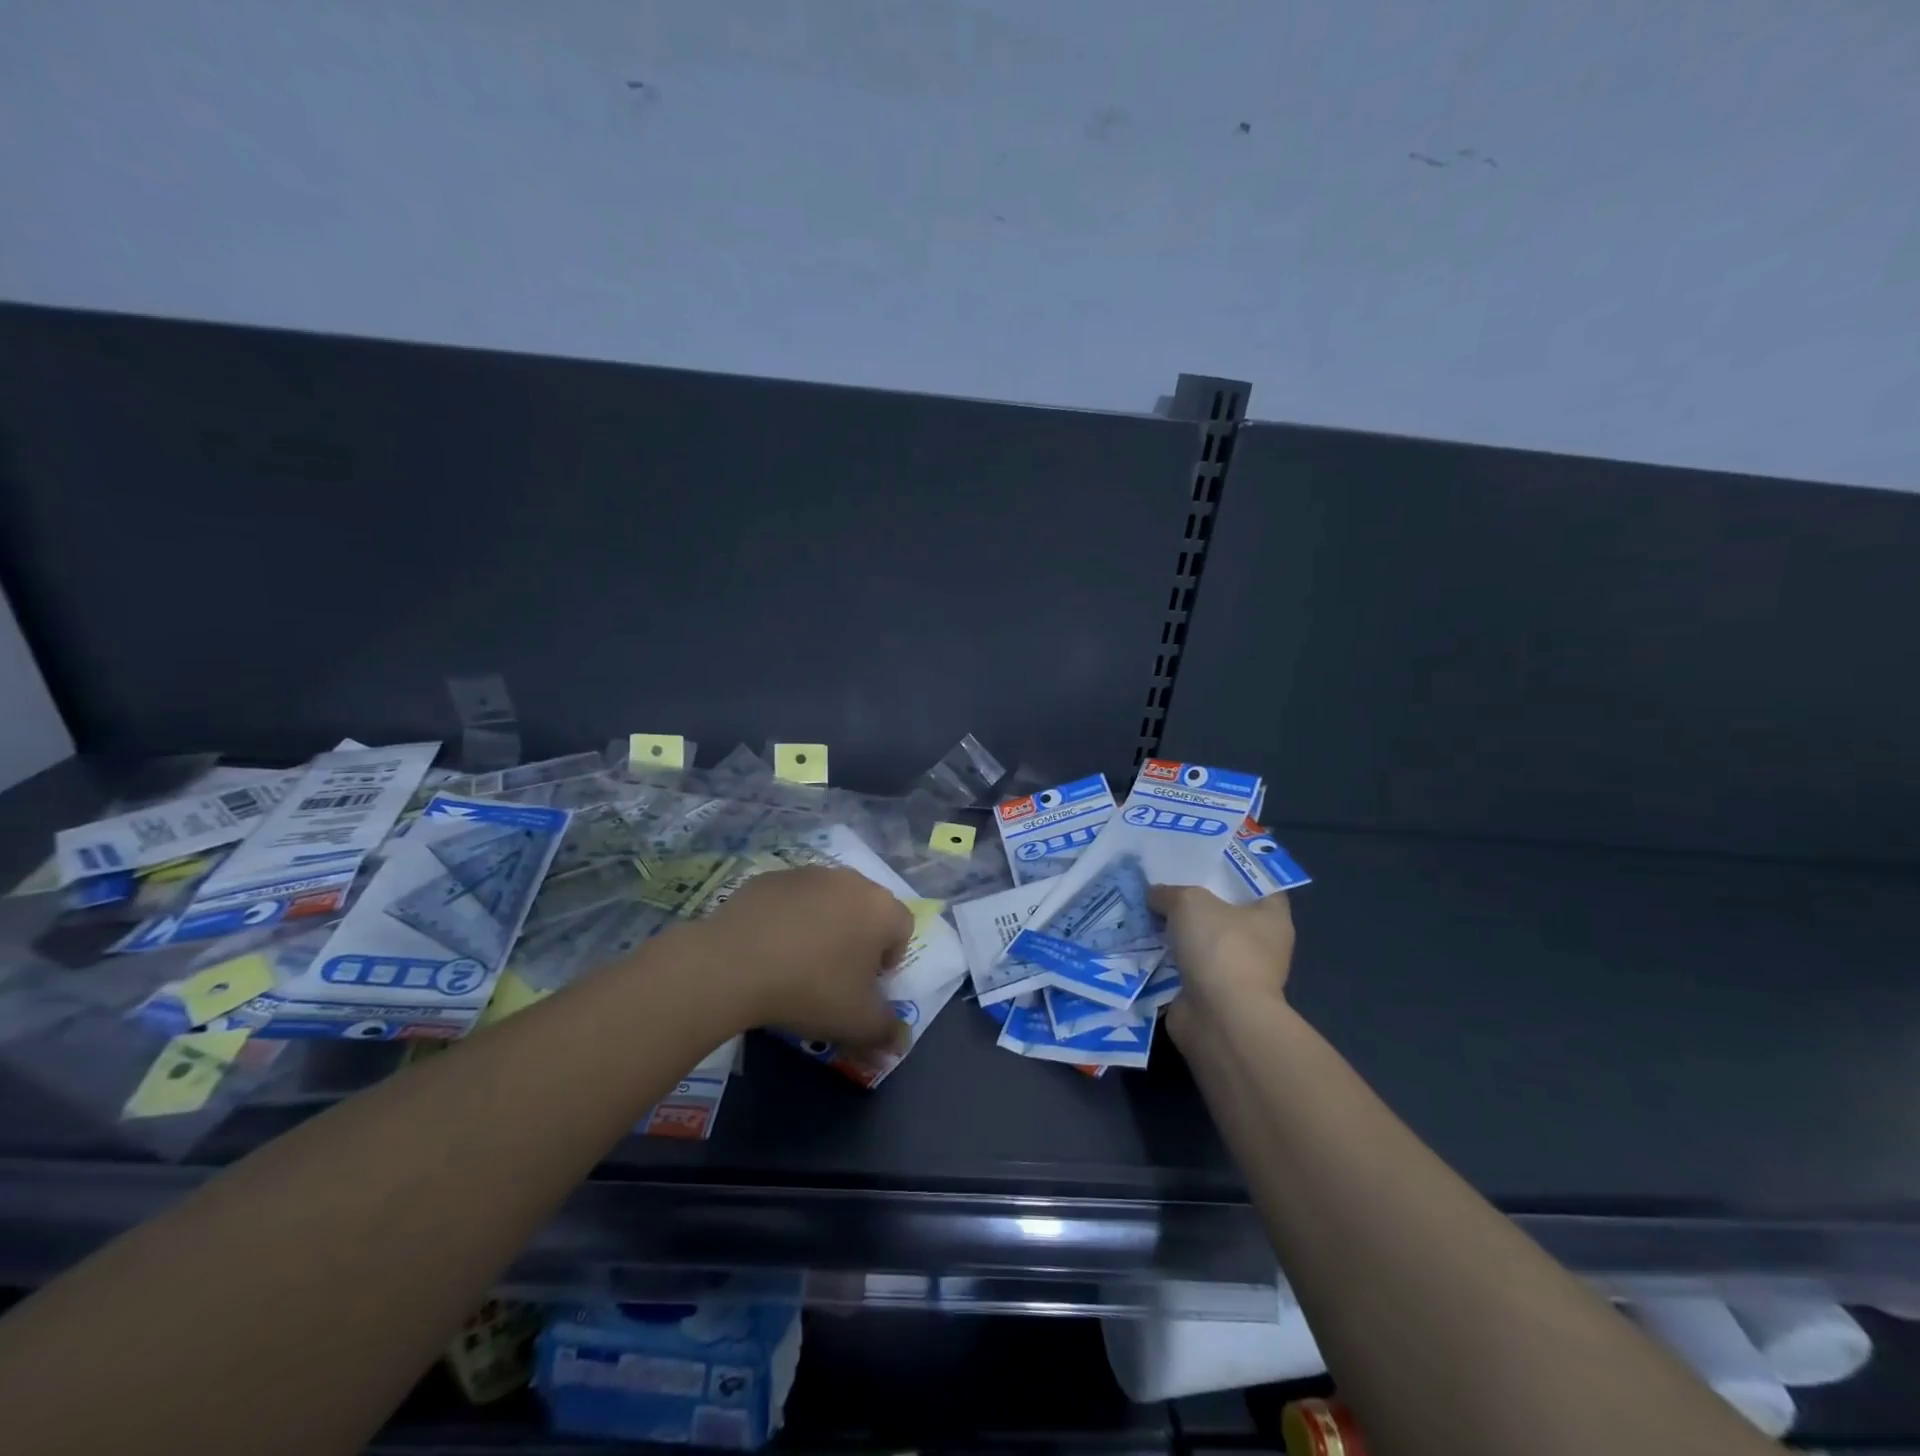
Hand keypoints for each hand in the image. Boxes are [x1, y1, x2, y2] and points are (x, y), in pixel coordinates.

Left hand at [700, 865, 913, 1049]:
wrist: (734, 963)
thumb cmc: (811, 989)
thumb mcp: (857, 1022)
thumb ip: (886, 1031)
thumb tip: (900, 1042)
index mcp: (881, 908)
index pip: (903, 929)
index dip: (889, 960)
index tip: (864, 986)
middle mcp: (851, 881)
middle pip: (866, 910)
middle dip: (857, 940)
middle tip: (834, 976)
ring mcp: (809, 873)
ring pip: (828, 901)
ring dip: (823, 926)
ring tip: (797, 962)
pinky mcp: (771, 876)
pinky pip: (792, 899)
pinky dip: (788, 918)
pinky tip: (768, 948)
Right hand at [1149, 884, 1295, 1040]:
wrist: (1219, 1017)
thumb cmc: (1221, 947)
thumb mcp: (1189, 901)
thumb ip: (1169, 893)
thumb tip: (1155, 896)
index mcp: (1272, 916)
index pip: (1257, 883)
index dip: (1232, 869)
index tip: (1201, 859)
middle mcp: (1260, 944)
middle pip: (1224, 912)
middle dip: (1195, 900)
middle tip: (1163, 880)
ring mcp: (1236, 972)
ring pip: (1201, 941)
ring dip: (1176, 932)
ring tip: (1144, 910)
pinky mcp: (1211, 994)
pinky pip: (1184, 967)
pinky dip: (1165, 958)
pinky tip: (1140, 942)